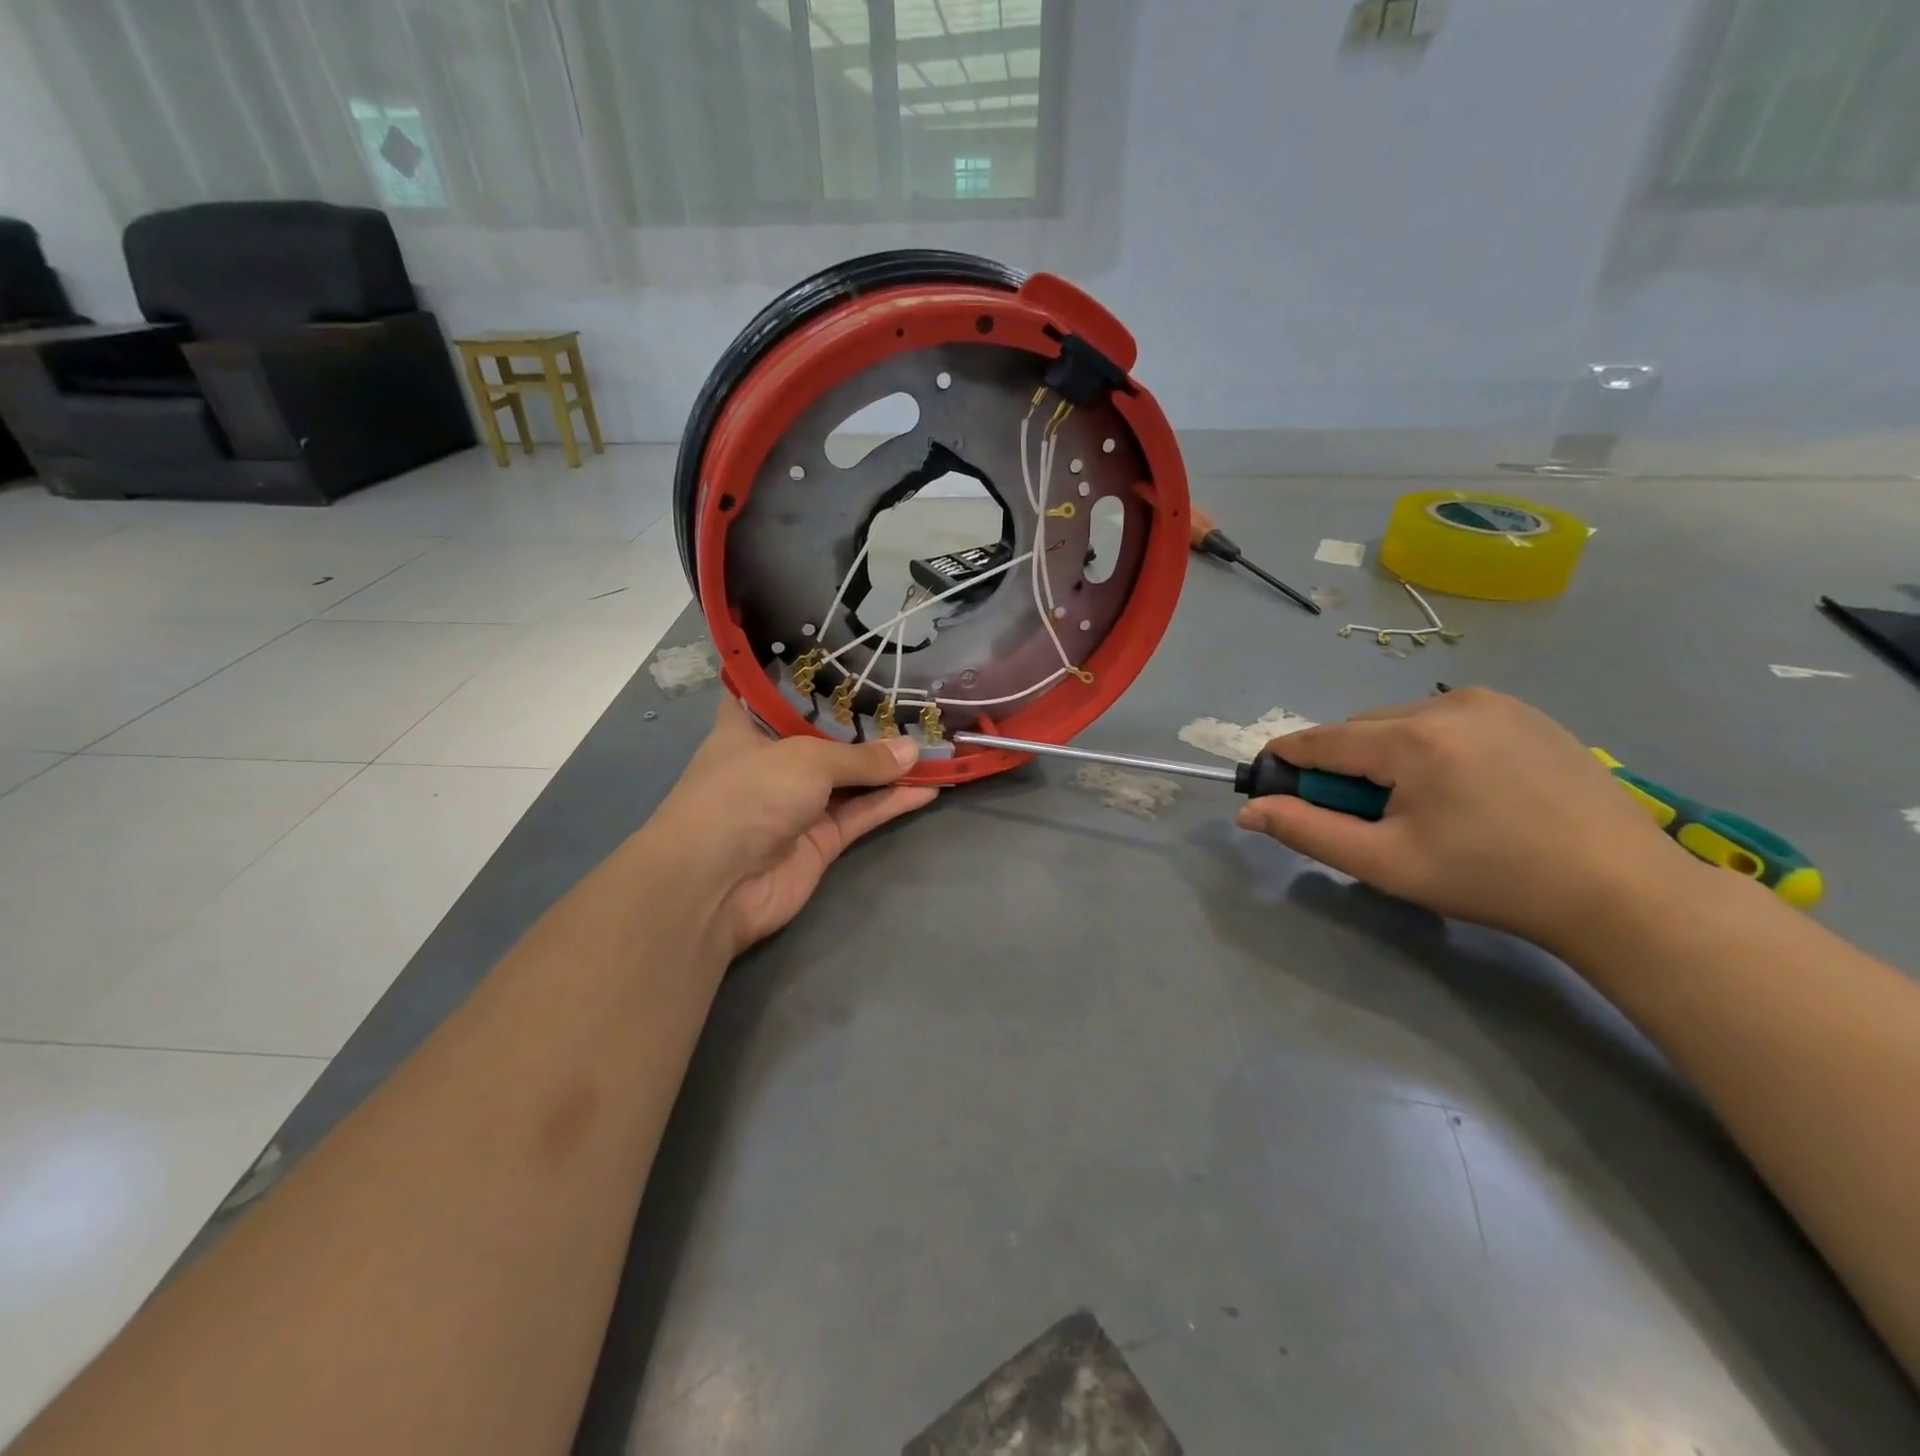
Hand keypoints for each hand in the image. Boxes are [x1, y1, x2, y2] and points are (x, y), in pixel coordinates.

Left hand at [648, 699, 937, 955]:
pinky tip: (930, 786)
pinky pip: (863, 813)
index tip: (845, 656)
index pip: (775, 691)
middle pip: (825, 735)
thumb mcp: (805, 760)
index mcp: (749, 727)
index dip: (807, 674)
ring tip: (932, 743)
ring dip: (888, 765)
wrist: (716, 884)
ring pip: (851, 777)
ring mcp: (798, 803)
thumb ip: (861, 757)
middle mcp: (773, 761)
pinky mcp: (821, 840)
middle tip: (910, 698)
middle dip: (864, 722)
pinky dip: (893, 802)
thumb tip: (911, 751)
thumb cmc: (746, 794)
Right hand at [1235, 687, 1699, 950]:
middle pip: (1360, 730)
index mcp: (1413, 739)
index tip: (1273, 787)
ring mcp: (1493, 702)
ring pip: (1401, 723)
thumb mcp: (1386, 863)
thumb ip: (1307, 831)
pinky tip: (1464, 791)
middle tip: (1370, 819)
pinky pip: (1446, 722)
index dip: (1286, 761)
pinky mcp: (1525, 711)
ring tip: (1423, 808)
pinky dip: (1431, 749)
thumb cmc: (1491, 880)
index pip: (1320, 739)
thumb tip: (1249, 811)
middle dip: (1347, 768)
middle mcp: (1449, 703)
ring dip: (1388, 758)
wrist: (1622, 891)